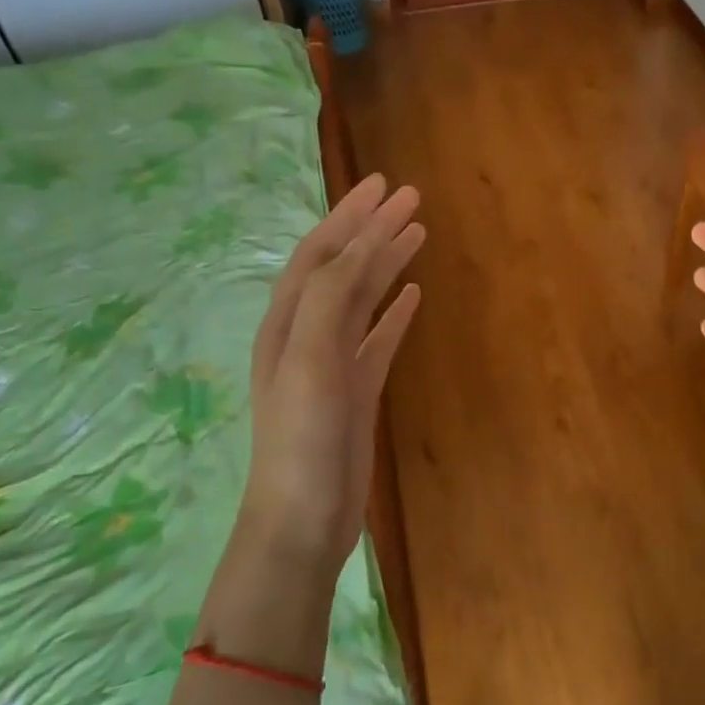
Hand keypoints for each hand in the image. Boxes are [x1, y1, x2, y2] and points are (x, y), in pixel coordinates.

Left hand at [236, 174, 423, 583]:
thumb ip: (329, 303)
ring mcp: (333, 363)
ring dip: (386, 263)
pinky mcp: (356, 390)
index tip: (385, 185)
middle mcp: (306, 334)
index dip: (350, 217)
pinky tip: (413, 296)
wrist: (304, 518)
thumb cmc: (302, 441)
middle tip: (409, 198)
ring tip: (417, 234)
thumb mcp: (309, 364)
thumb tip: (360, 248)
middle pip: (342, 267)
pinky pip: (377, 337)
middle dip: (372, 229)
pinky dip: (394, 312)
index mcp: (288, 322)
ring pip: (362, 299)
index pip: (320, 253)